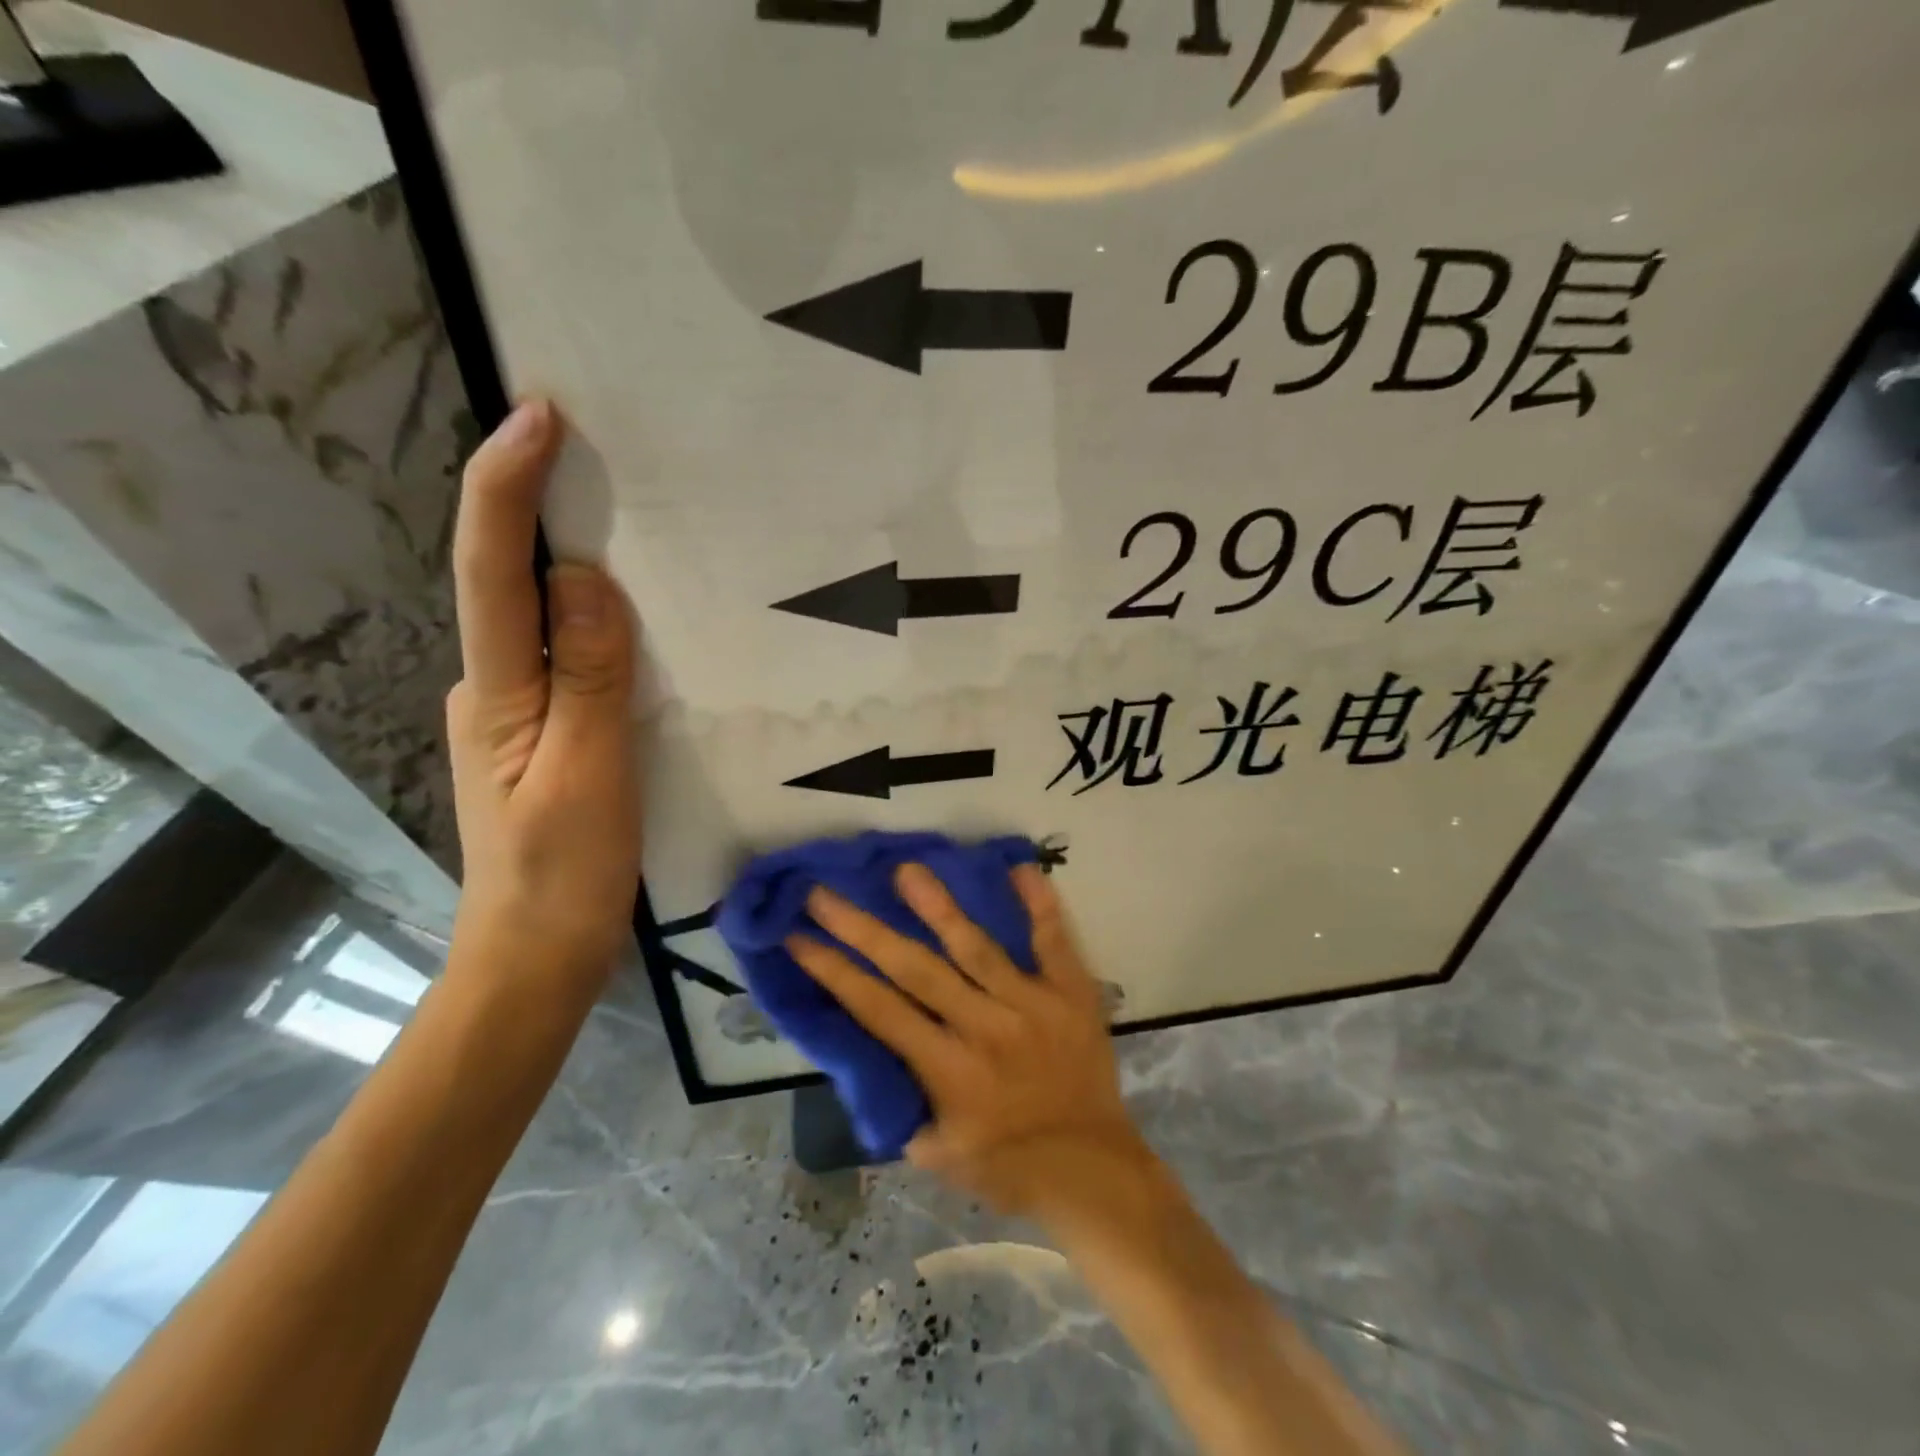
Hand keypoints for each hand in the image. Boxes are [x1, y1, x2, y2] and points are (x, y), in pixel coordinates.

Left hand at [446, 400, 640, 989]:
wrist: (538, 955)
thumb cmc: (564, 873)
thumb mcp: (589, 774)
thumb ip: (588, 676)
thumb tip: (585, 576)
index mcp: (496, 692)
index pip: (492, 571)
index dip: (507, 487)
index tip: (540, 416)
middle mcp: (493, 687)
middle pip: (508, 580)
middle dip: (537, 505)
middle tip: (595, 451)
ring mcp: (516, 711)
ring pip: (540, 619)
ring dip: (570, 561)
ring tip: (627, 519)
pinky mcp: (546, 733)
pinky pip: (568, 657)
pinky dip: (595, 621)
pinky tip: (634, 617)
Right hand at [790, 864, 1161, 1228]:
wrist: (1094, 1171)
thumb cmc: (1009, 1167)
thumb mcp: (938, 1154)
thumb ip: (900, 1105)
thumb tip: (868, 1055)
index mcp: (948, 1070)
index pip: (877, 1009)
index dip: (834, 971)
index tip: (798, 936)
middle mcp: (984, 1027)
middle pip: (914, 968)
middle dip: (863, 928)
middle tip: (824, 892)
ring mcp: (1032, 1004)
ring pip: (976, 946)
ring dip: (938, 906)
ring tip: (906, 869)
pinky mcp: (1071, 993)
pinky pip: (1054, 941)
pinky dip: (1040, 905)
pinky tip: (1021, 867)